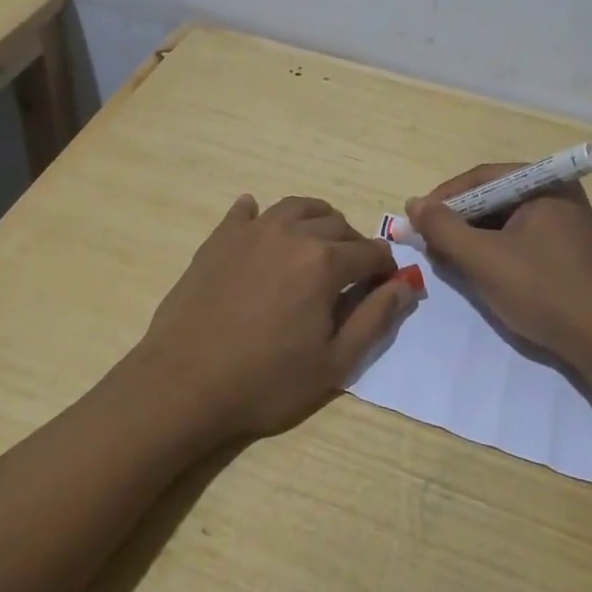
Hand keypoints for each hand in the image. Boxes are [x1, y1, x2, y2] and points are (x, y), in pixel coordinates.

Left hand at [123, 195, 414, 443]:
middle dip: (353, 245)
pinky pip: (246, 211)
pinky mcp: (218, 239)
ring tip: (315, 246)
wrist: (184, 383)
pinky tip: (261, 228)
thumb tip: (406, 285)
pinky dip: (261, 215)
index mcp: (324, 262)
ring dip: (316, 221)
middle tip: (349, 274)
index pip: (371, 252)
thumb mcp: (334, 362)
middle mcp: (291, 234)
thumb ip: (375, 318)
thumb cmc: (265, 381)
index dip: (385, 269)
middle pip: (337, 224)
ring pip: (297, 207)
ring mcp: (251, 231)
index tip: (384, 286)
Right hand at [406, 165, 591, 367]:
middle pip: (492, 199)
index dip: (443, 199)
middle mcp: (556, 196)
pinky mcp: (564, 252)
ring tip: (447, 262)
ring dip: (471, 240)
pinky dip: (493, 253)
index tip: (415, 222)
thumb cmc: (544, 291)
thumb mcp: (484, 259)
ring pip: (503, 223)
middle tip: (428, 245)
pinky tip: (476, 272)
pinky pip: (518, 241)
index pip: (481, 179)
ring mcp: (563, 224)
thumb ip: (444, 228)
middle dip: (457, 222)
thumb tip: (414, 204)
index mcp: (545, 184)